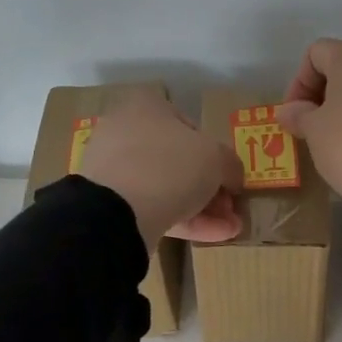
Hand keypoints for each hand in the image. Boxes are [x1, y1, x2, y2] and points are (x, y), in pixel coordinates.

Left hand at [78, 94, 242, 255]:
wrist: (118, 209)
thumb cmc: (171, 164)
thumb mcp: (216, 158)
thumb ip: (230, 165)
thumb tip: (232, 177)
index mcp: (146, 106)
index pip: (189, 125)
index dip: (215, 152)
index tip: (229, 176)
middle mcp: (125, 131)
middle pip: (178, 160)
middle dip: (210, 186)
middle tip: (230, 206)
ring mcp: (114, 169)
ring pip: (166, 187)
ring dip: (203, 207)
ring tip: (230, 227)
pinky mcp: (109, 203)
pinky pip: (153, 207)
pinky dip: (184, 220)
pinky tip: (214, 236)